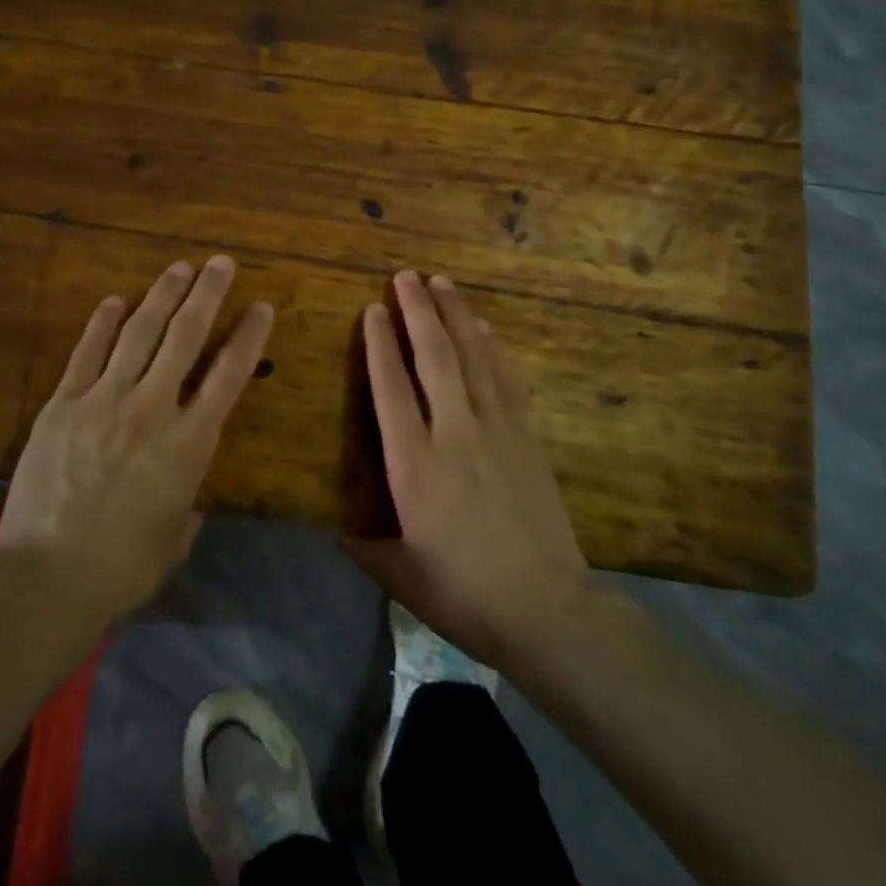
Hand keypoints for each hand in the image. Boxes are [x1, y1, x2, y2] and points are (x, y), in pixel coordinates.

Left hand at [0, 255, 273, 623]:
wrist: (47, 576)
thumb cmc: (122, 566)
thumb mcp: (174, 539)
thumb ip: (187, 510)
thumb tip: (187, 501)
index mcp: (189, 442)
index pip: (229, 375)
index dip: (248, 336)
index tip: (261, 306)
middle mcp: (153, 408)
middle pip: (185, 337)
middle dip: (207, 294)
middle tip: (220, 263)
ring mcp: (104, 400)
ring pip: (139, 333)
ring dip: (162, 296)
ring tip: (179, 268)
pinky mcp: (63, 404)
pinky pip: (87, 353)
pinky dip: (102, 324)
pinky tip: (114, 301)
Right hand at [345, 270, 589, 669]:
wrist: (547, 609)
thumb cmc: (464, 594)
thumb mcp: (403, 577)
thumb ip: (366, 548)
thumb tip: (337, 533)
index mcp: (414, 466)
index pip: (391, 388)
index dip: (380, 344)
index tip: (373, 309)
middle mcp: (453, 434)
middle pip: (434, 357)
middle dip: (418, 311)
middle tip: (406, 276)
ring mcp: (496, 430)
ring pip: (473, 357)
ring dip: (456, 315)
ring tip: (442, 282)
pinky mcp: (527, 437)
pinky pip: (507, 379)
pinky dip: (493, 348)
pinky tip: (484, 328)